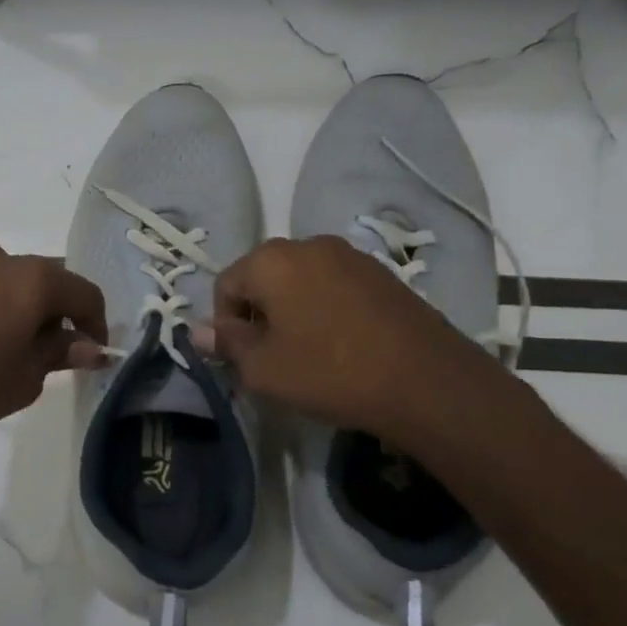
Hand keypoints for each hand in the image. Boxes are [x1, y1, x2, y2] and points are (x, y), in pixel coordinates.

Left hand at [0, 242, 108, 443]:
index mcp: (34, 279)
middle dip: (55, 313)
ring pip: (7, 280)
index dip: (95, 324)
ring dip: (17, 306)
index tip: (91, 352)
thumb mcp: (24, 378)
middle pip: (46, 281)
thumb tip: (90, 346)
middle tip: (48, 352)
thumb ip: (60, 353)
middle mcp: (2, 257)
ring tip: (3, 345)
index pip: (84, 293)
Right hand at [195, 236, 507, 441]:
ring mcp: (350, 255)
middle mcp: (308, 244)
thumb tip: (200, 332)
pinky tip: (341, 344)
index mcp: (272, 260)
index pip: (225, 284)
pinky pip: (333, 285)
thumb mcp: (264, 369)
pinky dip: (324, 308)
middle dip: (258, 314)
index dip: (224, 324)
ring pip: (299, 281)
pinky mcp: (381, 272)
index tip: (241, 359)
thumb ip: (227, 344)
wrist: (426, 380)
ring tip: (307, 352)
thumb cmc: (330, 372)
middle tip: (271, 357)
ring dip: (291, 311)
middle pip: (263, 277)